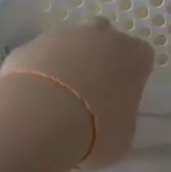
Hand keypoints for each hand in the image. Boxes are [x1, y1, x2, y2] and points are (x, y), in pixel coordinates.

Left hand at [0, 21, 154, 165]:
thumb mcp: (123, 135)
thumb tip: (111, 118)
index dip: (133, 74)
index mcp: (132, 55)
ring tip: (57, 99)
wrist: (39, 118)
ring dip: (66, 63)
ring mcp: (61, 37)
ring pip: (69, 43)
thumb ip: (121, 117)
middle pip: (104, 36)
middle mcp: (100, 37)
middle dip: (100, 56)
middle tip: (92, 89)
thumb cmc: (95, 130)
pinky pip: (38, 57)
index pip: (141, 55)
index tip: (123, 96)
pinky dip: (38, 72)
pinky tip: (33, 99)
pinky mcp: (29, 46)